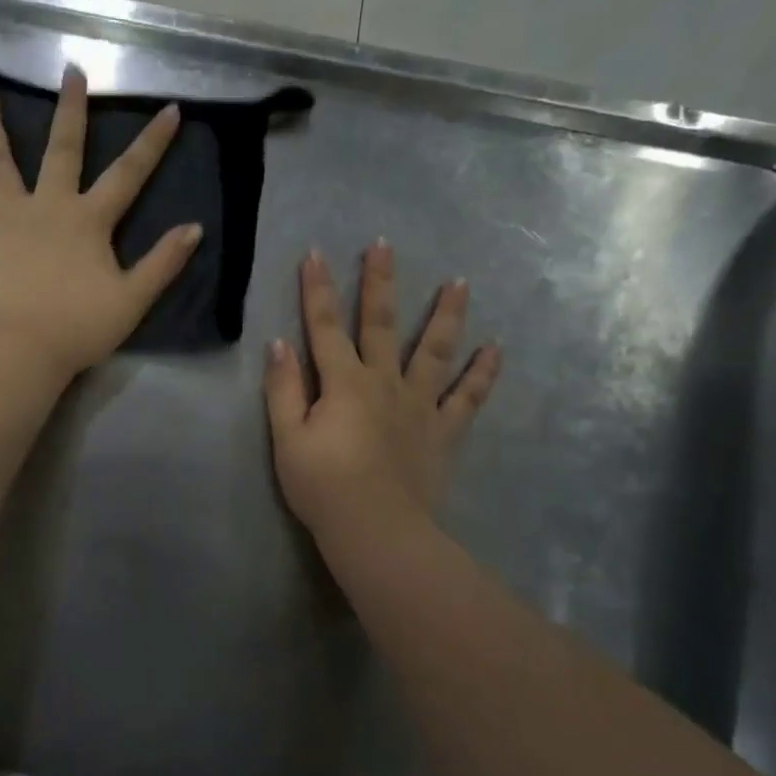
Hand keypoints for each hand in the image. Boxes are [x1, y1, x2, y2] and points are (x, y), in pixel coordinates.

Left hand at [0, 66, 202, 380]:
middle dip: (70, 109)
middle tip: (70, 71)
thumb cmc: (79, 328)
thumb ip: (163, 263)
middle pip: (62, 149)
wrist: (22, 350)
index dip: (152, 143)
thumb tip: (195, 228)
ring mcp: (6, 216)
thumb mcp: (133, 300)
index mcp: (88, 220)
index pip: (128, 174)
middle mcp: (48, 205)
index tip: (170, 109)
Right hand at [265, 241, 501, 543]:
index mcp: (343, 383)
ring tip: (460, 283)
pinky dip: (482, 373)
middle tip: (384, 246)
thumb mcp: (288, 439)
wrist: (376, 529)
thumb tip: (279, 344)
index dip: (316, 290)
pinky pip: (468, 398)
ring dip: (446, 315)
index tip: (315, 253)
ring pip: (435, 350)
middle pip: (381, 324)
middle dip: (379, 283)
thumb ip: (284, 390)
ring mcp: (420, 405)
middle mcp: (384, 382)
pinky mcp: (443, 431)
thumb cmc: (323, 486)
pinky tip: (495, 349)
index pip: (324, 327)